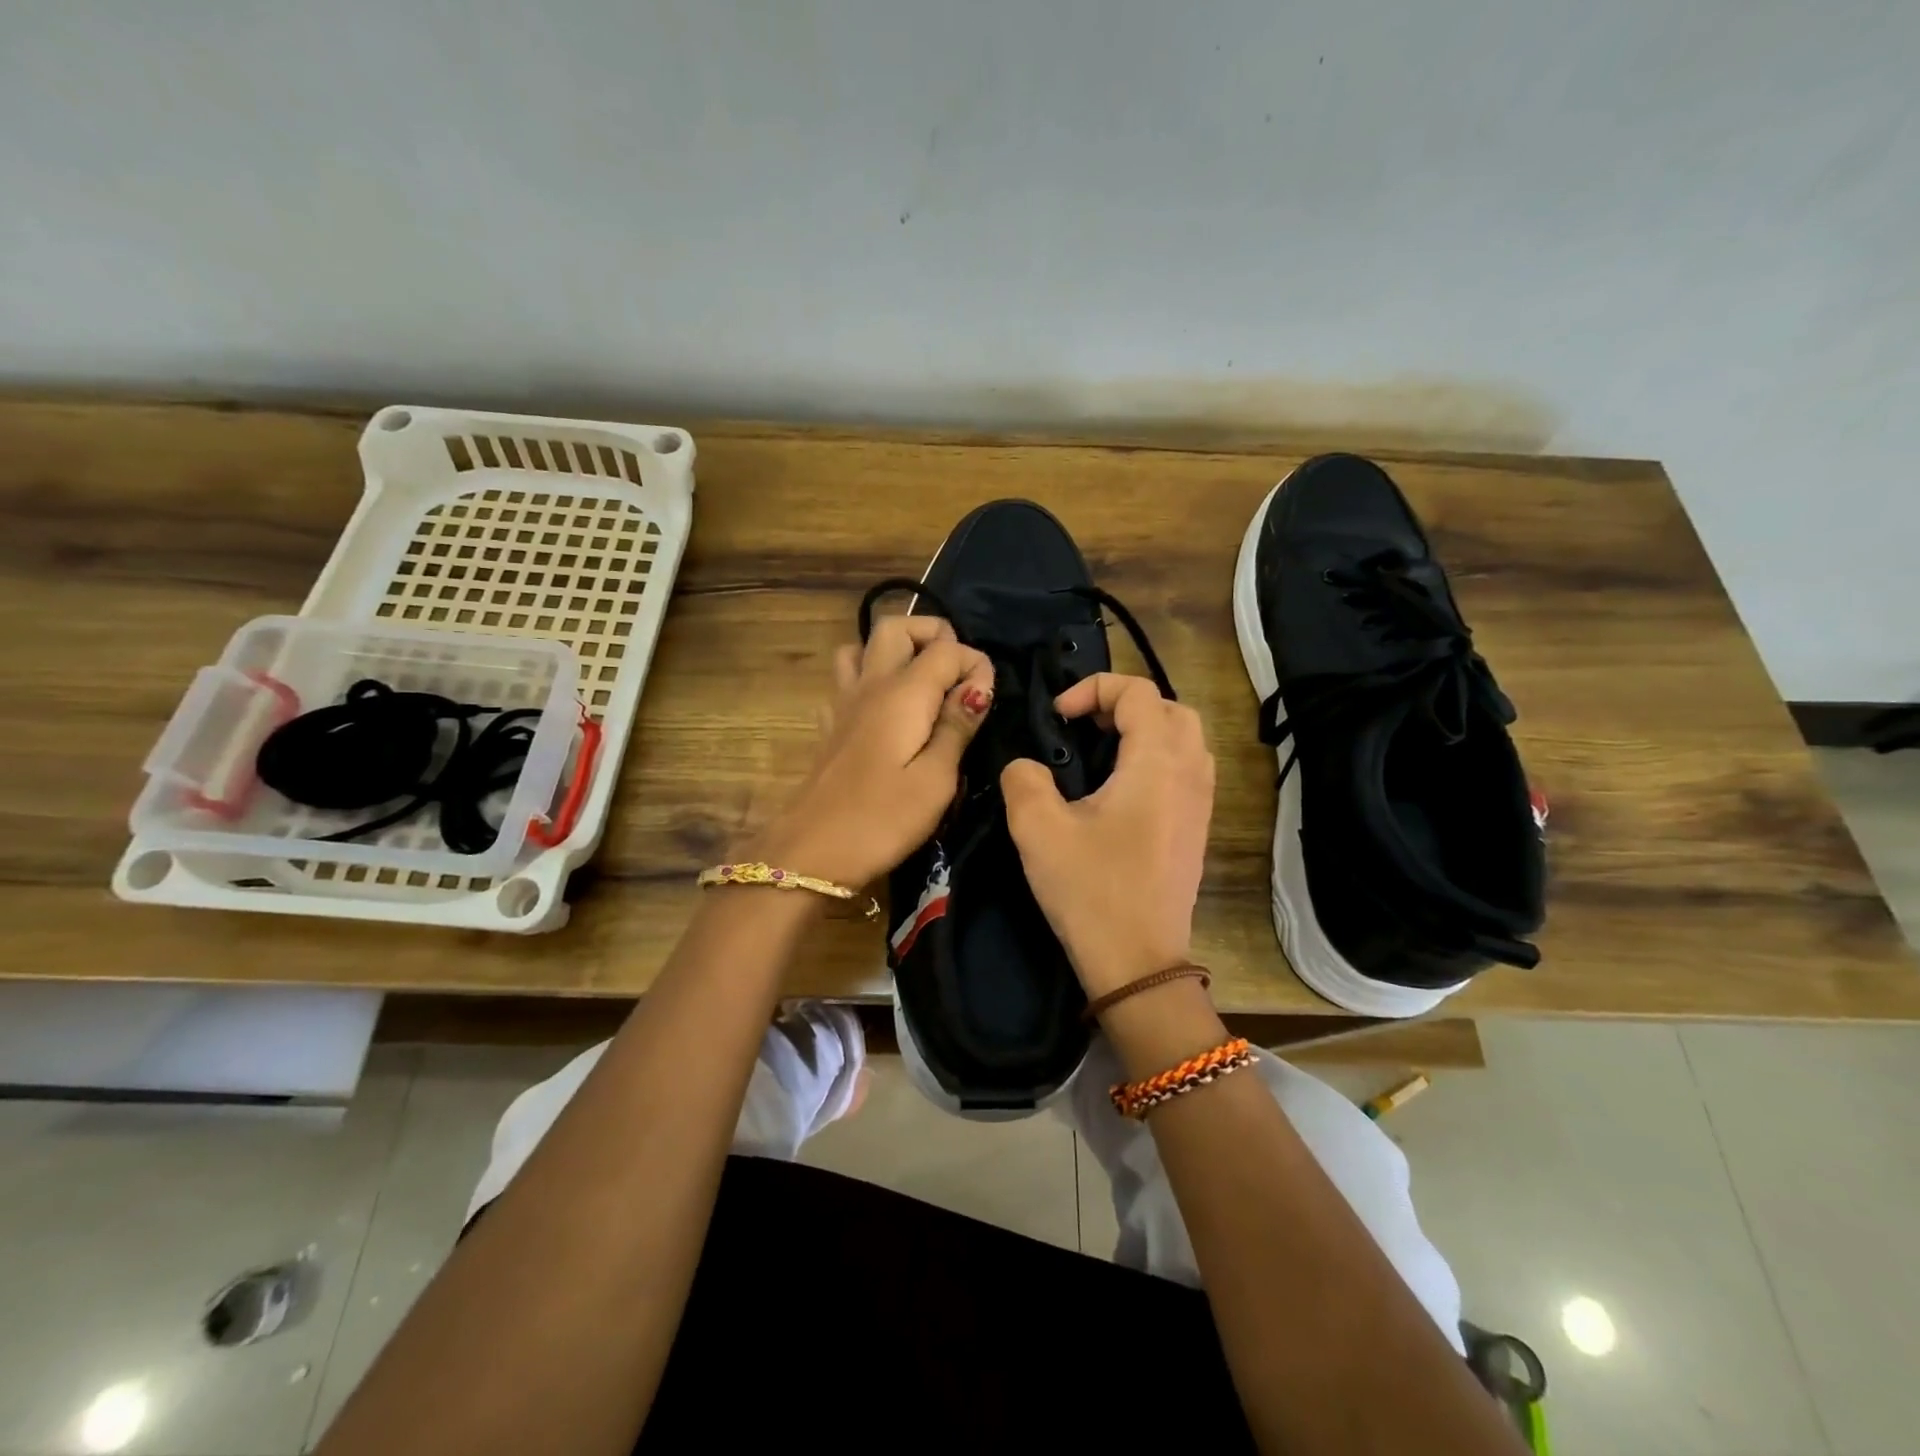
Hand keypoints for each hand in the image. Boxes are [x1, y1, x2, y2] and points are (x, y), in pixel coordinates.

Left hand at [754, 616, 994, 887]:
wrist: (811, 853)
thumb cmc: (882, 820)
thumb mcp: (936, 780)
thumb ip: (957, 726)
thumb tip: (978, 684)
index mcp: (903, 693)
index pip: (946, 648)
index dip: (975, 664)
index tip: (987, 700)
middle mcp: (870, 684)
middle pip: (895, 626)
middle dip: (932, 634)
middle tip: (956, 671)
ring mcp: (842, 703)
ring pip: (862, 646)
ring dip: (895, 650)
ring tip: (921, 682)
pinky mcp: (829, 726)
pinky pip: (846, 681)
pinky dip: (868, 679)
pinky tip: (883, 711)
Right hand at [1001, 674, 1214, 997]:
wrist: (1138, 963)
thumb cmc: (1091, 891)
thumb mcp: (1038, 830)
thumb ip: (1023, 778)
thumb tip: (1026, 765)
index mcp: (1156, 763)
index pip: (1138, 691)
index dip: (1093, 688)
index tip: (1058, 718)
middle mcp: (1189, 773)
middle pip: (1170, 707)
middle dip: (1124, 703)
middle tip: (1083, 725)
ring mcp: (1201, 802)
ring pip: (1185, 737)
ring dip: (1144, 729)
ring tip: (1101, 750)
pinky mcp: (1197, 828)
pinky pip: (1187, 768)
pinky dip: (1157, 756)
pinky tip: (1120, 788)